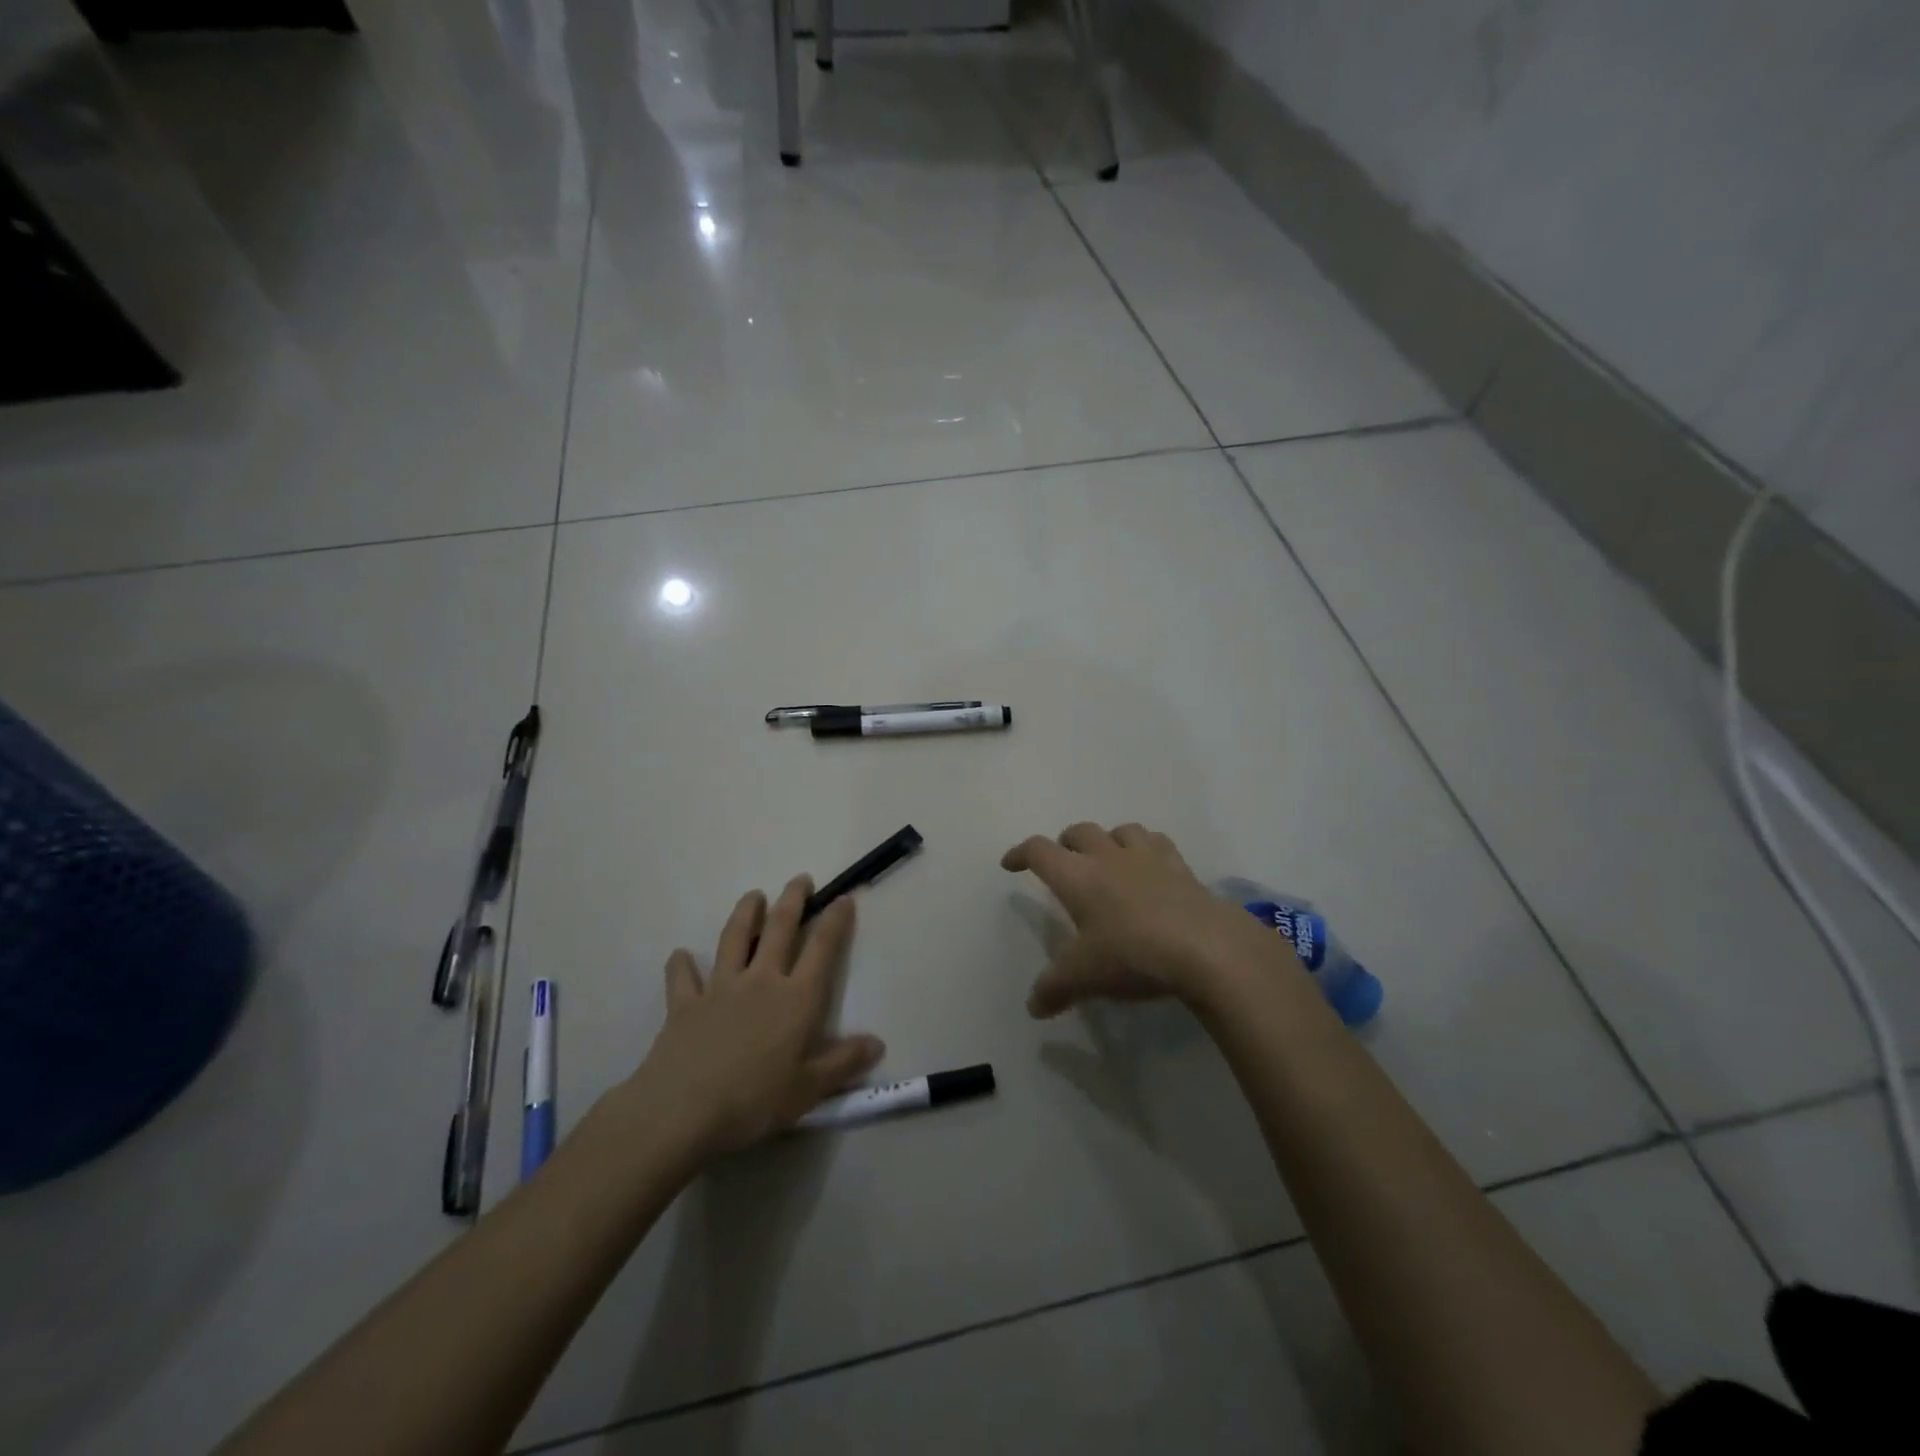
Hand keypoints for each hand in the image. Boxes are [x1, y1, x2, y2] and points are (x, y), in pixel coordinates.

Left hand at [627, 876, 884, 1159]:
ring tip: (753, 896)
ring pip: (734, 939)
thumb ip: (843, 1063)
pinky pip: (682, 978)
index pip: (822, 949)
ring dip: (745, 914)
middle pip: (780, 929)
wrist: (682, 1111)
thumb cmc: (753, 1101)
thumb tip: (878, 1043)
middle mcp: (761, 981)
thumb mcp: (808, 1090)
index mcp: (796, 999)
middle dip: (792, 900)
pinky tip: (680, 955)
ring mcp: (720, 988)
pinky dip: (681, 964)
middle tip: (800, 879)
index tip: (843, 898)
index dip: (835, 921)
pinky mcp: (685, 1004)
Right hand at [1002, 821, 1274, 1016]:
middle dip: (1065, 843)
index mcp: (1077, 876)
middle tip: (1062, 861)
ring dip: (1108, 839)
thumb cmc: (1132, 955)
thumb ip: (1054, 988)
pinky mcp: (1181, 867)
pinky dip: (1147, 848)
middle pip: (1079, 832)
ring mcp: (1148, 858)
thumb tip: (1033, 1006)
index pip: (1039, 851)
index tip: (1010, 863)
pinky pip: (1159, 843)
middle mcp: (1108, 857)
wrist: (1205, 948)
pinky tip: (1150, 867)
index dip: (1020, 853)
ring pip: (1121, 830)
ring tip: (1107, 858)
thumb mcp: (1084, 977)